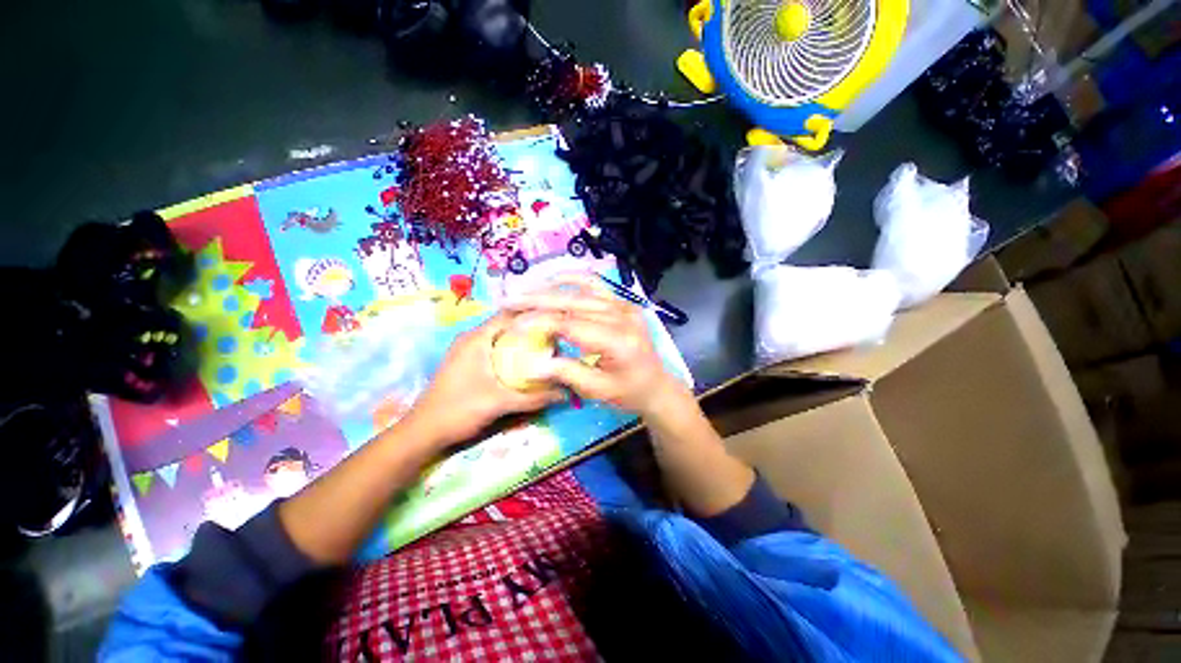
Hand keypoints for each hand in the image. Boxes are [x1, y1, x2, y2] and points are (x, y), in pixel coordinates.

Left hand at [403, 313, 562, 448]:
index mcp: (477, 338)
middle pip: (506, 325)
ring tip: (543, 349)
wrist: (423, 432)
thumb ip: (534, 398)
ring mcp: (466, 350)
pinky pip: (493, 348)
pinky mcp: (465, 362)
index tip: (555, 323)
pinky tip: (523, 363)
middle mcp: (471, 338)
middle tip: (554, 339)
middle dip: (530, 330)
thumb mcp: (500, 403)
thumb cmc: (459, 410)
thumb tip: (565, 392)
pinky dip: (509, 351)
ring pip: (499, 337)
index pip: (510, 315)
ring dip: (519, 341)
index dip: (533, 316)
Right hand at [505, 274, 689, 418]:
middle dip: (537, 300)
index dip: (539, 323)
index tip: (513, 326)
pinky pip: (596, 284)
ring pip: (582, 289)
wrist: (656, 384)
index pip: (571, 324)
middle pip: (573, 302)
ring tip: (524, 289)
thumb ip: (565, 372)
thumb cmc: (628, 392)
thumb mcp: (597, 390)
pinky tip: (553, 279)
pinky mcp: (623, 302)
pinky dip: (573, 278)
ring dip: (550, 287)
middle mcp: (623, 316)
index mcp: (618, 341)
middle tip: (508, 299)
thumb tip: (531, 364)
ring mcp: (625, 305)